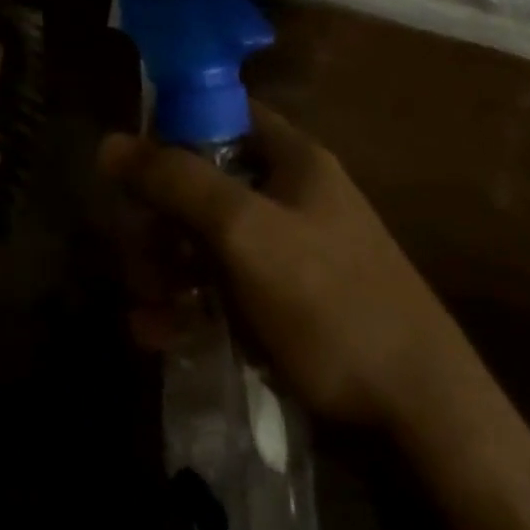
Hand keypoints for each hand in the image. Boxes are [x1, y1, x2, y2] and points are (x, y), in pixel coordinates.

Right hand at [99, 101, 470, 430]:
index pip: (221, 112)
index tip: (131, 163)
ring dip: (162, 269)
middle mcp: (285, 197)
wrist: (420, 417)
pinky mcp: (275, 302)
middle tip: (137, 257)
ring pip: (198, 239)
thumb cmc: (332, 303)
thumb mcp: (246, 232)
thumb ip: (176, 181)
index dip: (171, 127)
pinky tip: (158, 332)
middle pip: (198, 183)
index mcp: (291, 160)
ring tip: (147, 309)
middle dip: (156, 220)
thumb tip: (109, 143)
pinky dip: (183, 303)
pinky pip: (213, 285)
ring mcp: (281, 252)